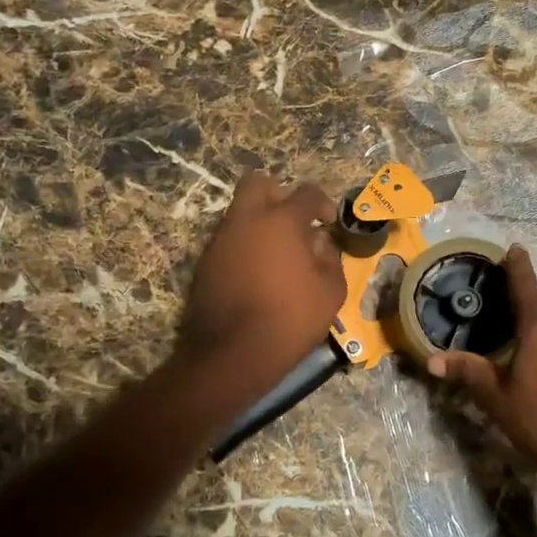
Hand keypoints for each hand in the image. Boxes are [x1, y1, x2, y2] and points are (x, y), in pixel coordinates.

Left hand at [177, 172, 346, 393]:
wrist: (232, 354)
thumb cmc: (290, 319)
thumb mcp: (331, 292)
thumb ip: (331, 259)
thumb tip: (320, 244)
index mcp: (281, 220)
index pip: (306, 192)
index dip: (322, 203)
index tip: (328, 222)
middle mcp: (246, 220)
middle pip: (258, 183)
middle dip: (279, 194)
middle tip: (293, 222)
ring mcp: (221, 239)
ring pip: (240, 212)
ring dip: (260, 222)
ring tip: (277, 253)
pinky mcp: (205, 262)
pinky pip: (229, 239)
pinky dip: (244, 246)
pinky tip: (257, 273)